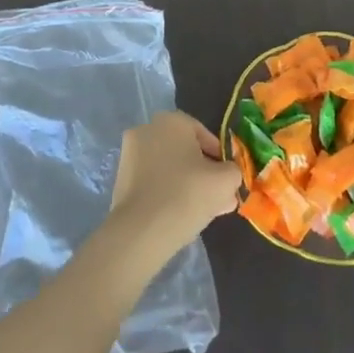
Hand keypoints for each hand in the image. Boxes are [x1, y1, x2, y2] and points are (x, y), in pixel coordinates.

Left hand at [107, 112, 240, 259]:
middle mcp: (147, 130)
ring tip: (202, 212)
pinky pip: (153, 183)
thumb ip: (233, 171)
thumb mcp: (226, 180)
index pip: (205, 136)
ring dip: (186, 185)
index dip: (221, 159)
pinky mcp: (120, 180)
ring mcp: (130, 155)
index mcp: (172, 120)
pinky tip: (179, 217)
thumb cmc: (187, 194)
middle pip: (185, 152)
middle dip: (203, 173)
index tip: (228, 180)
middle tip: (218, 198)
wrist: (140, 232)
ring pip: (169, 168)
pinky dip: (167, 194)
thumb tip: (228, 176)